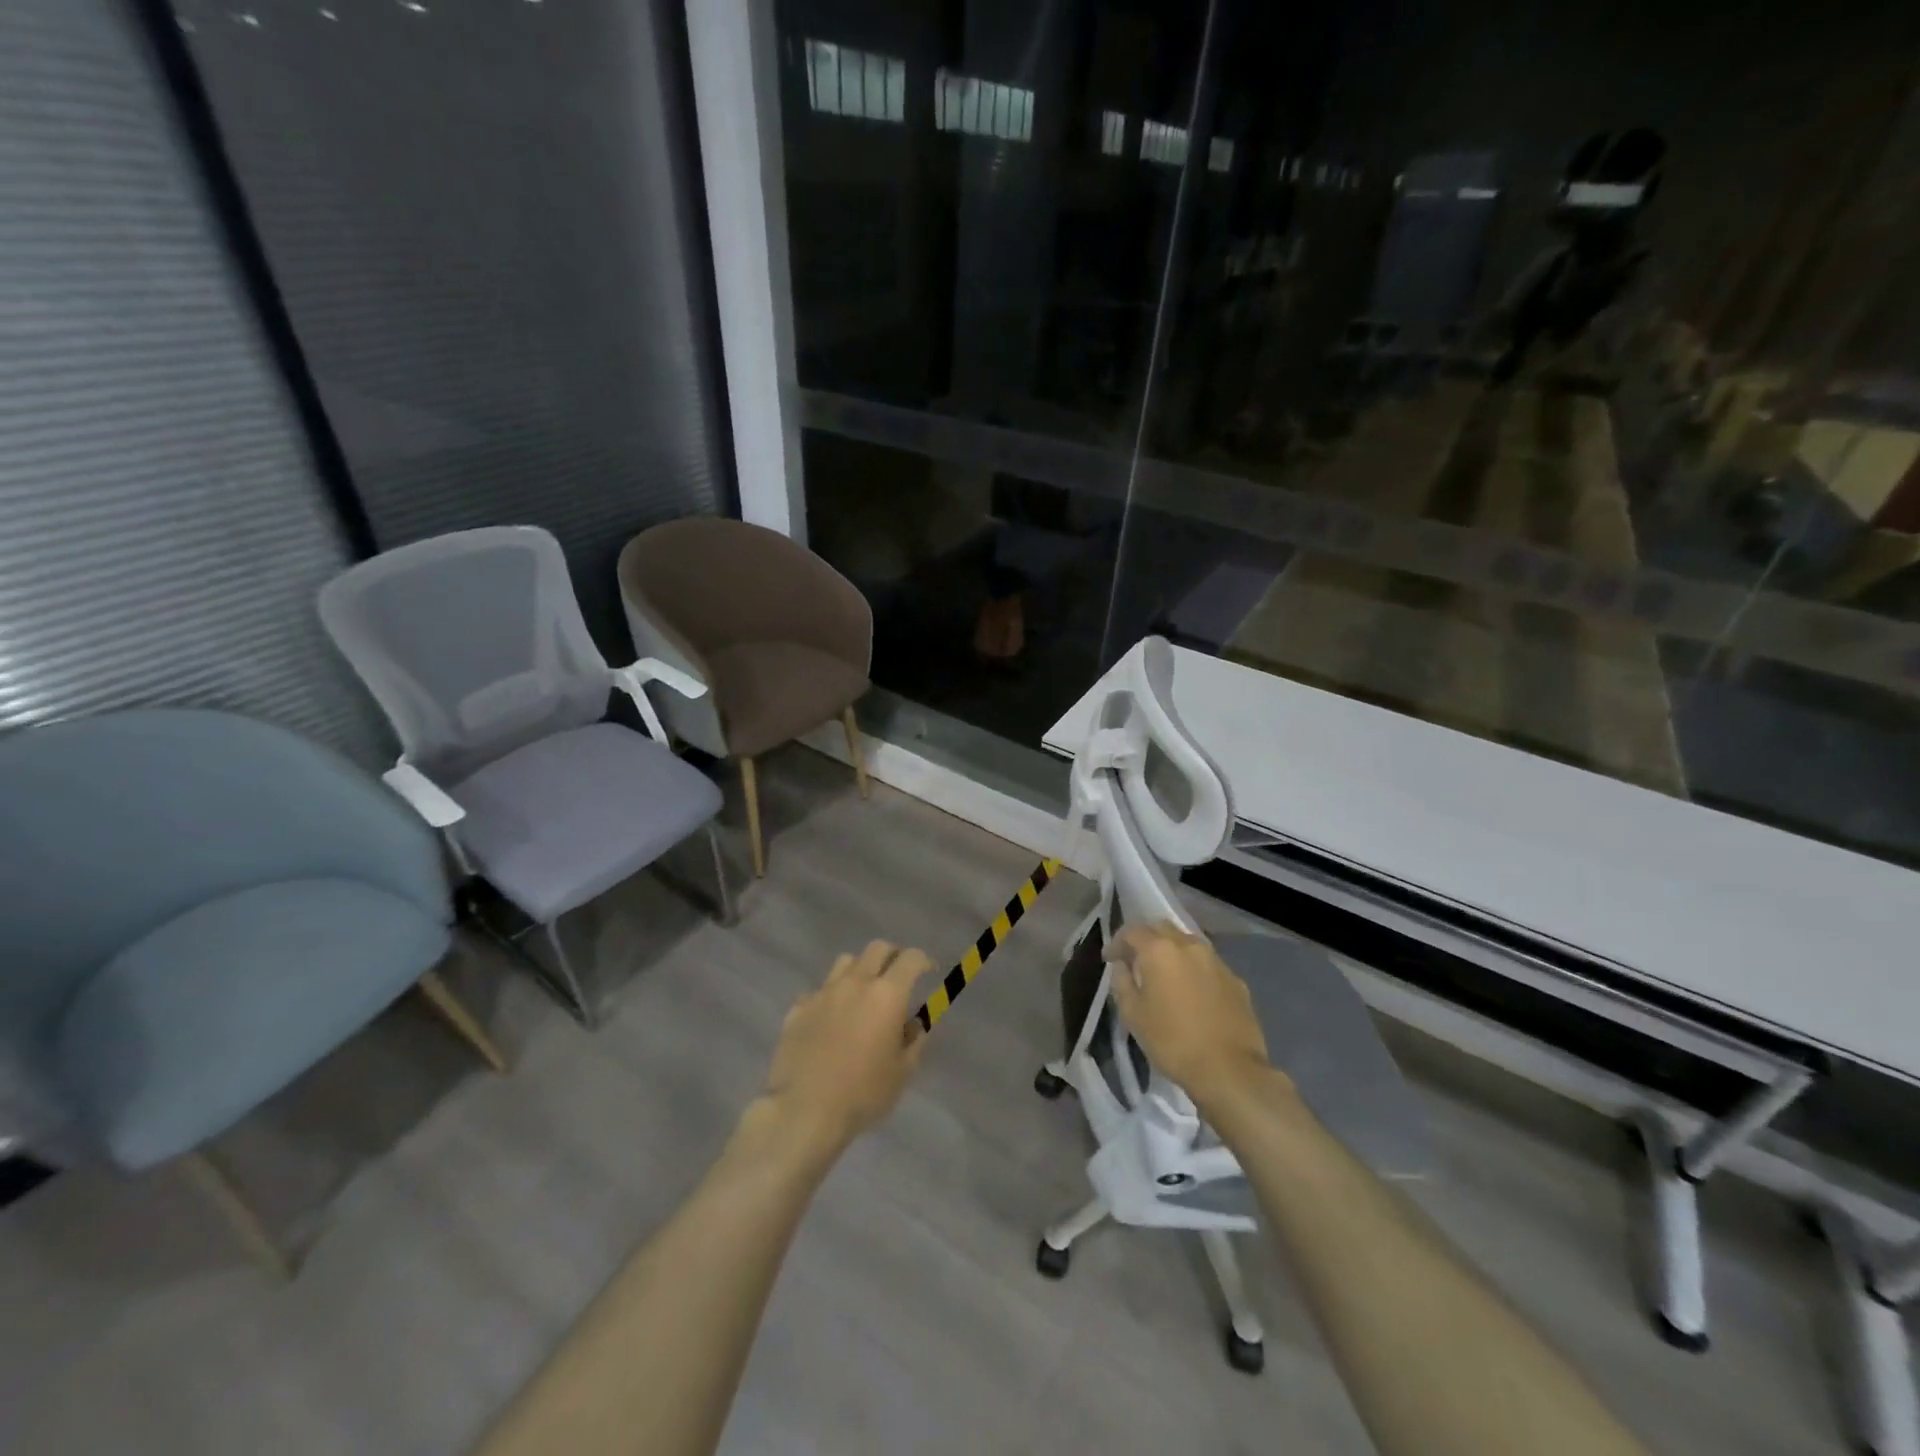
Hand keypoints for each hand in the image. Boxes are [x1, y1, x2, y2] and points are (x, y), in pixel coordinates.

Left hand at [759, 940, 932, 1158]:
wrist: (803, 1110)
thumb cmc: (862, 1094)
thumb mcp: (902, 1072)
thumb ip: (915, 1040)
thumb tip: (915, 1023)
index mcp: (887, 994)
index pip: (910, 958)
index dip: (923, 960)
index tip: (929, 971)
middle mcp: (855, 983)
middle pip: (877, 948)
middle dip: (892, 956)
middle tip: (898, 977)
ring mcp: (823, 992)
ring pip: (846, 962)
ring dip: (860, 970)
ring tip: (863, 994)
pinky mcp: (798, 1008)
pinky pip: (819, 991)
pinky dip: (831, 997)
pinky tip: (831, 1020)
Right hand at [1105, 922, 1279, 1111]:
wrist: (1229, 1070)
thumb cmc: (1172, 1041)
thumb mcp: (1133, 1015)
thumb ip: (1122, 982)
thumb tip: (1122, 966)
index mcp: (1160, 950)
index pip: (1132, 932)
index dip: (1116, 943)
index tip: (1109, 959)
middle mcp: (1189, 946)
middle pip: (1162, 929)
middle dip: (1146, 940)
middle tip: (1136, 961)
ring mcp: (1216, 961)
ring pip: (1188, 943)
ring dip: (1172, 952)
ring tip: (1165, 975)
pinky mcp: (1236, 980)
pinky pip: (1208, 964)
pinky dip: (1194, 969)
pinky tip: (1192, 992)